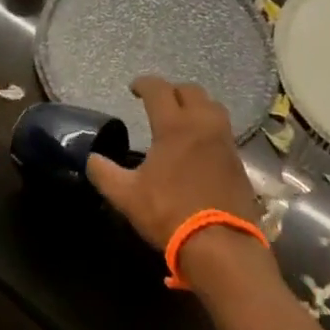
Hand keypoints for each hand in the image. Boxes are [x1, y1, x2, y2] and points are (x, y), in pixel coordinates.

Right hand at [85, 77, 259, 250]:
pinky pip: (223, 130)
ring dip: (195, 105)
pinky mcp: (238, 160)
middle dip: (172, 91)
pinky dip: (208, 127)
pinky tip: (198, 145)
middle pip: (190, 90)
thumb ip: (104, 173)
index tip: (133, 89)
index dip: (144, 84)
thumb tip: (91, 159)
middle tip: (158, 103)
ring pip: (212, 106)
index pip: (159, 89)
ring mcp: (224, 141)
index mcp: (174, 125)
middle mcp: (202, 124)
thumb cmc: (170, 213)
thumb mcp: (127, 196)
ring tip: (182, 118)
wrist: (221, 246)